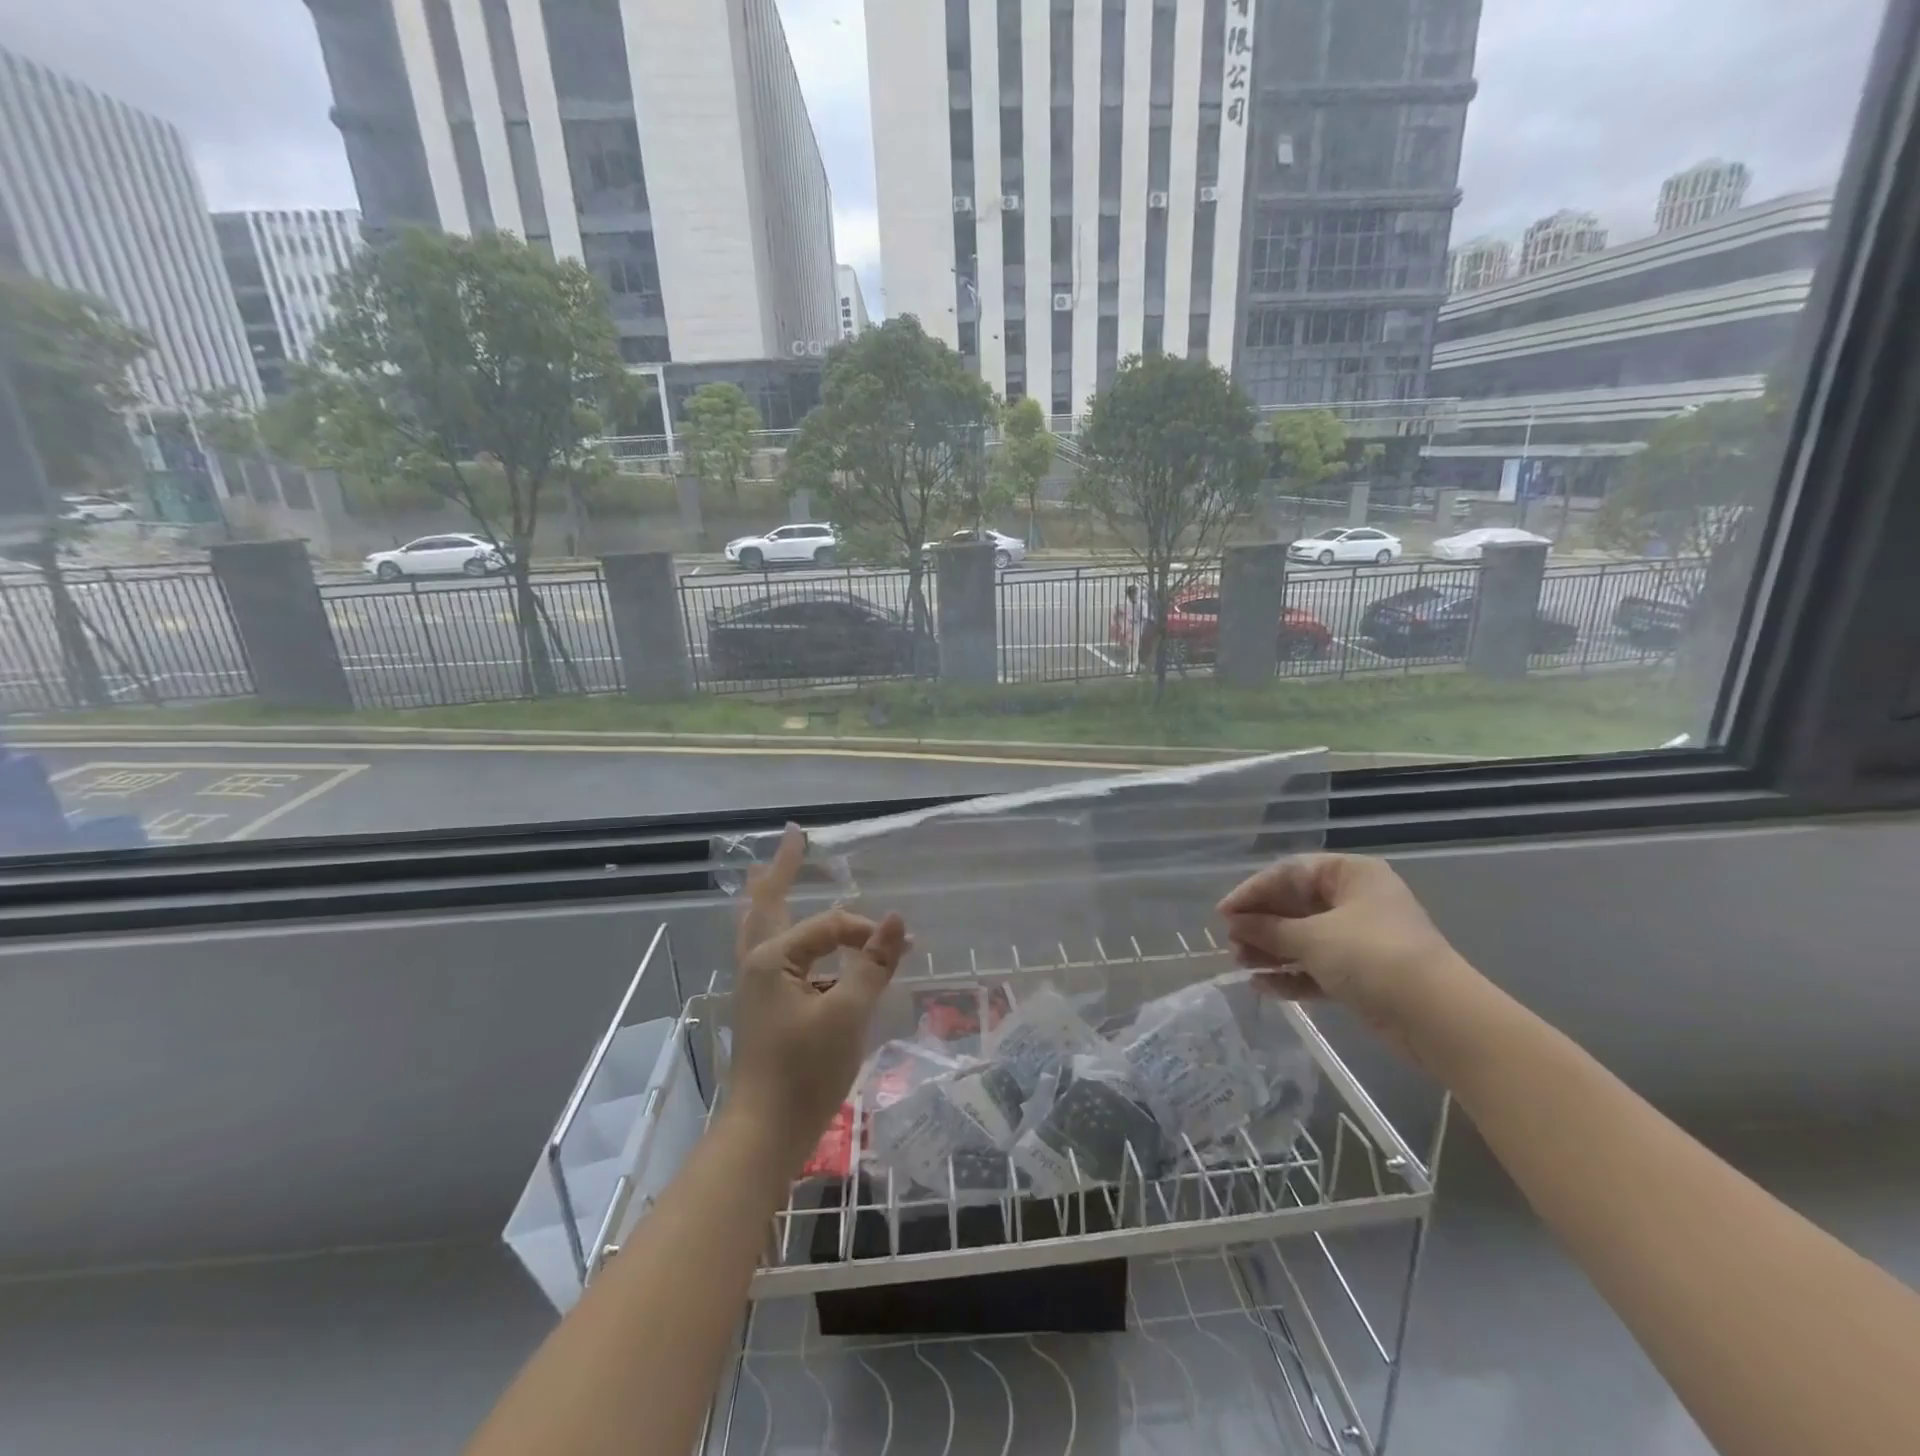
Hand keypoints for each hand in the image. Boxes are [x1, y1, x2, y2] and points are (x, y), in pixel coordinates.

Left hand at [728, 826, 908, 1174]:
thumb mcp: (848, 1014)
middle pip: (767, 902)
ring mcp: (756, 986)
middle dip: (782, 868)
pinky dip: (784, 932)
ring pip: (762, 926)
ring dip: (772, 896)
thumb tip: (899, 919)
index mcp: (772, 958)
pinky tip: (795, 935)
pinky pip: (772, 953)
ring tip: (775, 870)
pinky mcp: (764, 1006)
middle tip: (793, 835)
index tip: (902, 948)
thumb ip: (873, 964)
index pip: (830, 927)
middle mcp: (757, 963)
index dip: (867, 933)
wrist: (765, 1134)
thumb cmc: (804, 1071)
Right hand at [1217, 853, 1479, 1060]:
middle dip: (1260, 926)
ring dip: (1271, 951)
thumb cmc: (1372, 957)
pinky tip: (1263, 985)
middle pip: (1294, 906)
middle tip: (1230, 943)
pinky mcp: (1361, 974)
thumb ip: (1268, 929)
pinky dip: (1291, 974)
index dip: (1252, 892)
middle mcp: (1355, 900)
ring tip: (1240, 965)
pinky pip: (1316, 967)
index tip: (1223, 914)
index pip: (1289, 873)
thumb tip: (1234, 923)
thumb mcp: (1312, 938)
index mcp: (1349, 875)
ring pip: (1303, 938)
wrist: (1438, 1018)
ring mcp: (1359, 939)